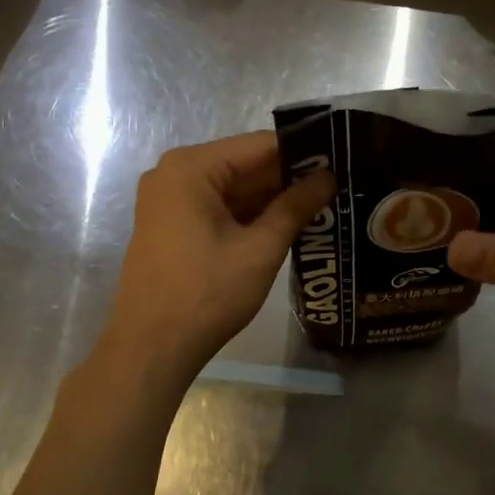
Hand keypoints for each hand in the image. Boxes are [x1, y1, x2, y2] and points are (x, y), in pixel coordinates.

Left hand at [102, 131, 334, 380]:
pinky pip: (218, 206)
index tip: (342, 160)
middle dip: (289, 177)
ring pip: (233, 188)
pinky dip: (249, 215)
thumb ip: (295, 206)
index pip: (260, 146)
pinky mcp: (171, 224)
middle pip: (245, 164)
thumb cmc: (206, 295)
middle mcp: (174, 173)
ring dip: (272, 198)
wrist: (151, 349)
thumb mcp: (260, 249)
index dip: (304, 152)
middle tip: (339, 185)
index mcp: (191, 168)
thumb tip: (329, 177)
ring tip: (324, 204)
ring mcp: (169, 200)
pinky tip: (288, 224)